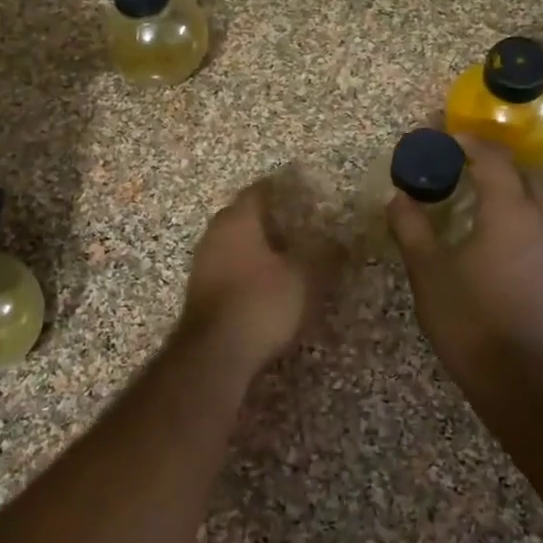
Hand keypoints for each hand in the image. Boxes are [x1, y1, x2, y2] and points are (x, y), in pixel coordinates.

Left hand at [178, 178, 329, 372]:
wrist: (215, 353)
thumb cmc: (261, 302)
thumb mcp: (304, 276)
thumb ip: (324, 253)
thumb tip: (341, 239)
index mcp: (239, 220)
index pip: (259, 191)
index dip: (282, 189)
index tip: (303, 191)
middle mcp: (215, 233)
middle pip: (243, 215)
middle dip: (269, 218)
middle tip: (299, 224)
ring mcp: (203, 263)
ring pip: (234, 242)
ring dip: (257, 245)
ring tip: (286, 254)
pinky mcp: (201, 291)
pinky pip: (228, 267)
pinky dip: (247, 268)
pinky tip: (266, 282)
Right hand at [388, 137, 542, 388]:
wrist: (521, 376)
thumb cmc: (468, 316)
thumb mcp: (428, 271)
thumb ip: (411, 228)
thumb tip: (397, 197)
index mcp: (509, 211)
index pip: (493, 160)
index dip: (471, 144)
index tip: (449, 139)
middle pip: (523, 176)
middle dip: (496, 167)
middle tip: (465, 169)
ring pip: (541, 204)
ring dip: (514, 194)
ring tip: (485, 204)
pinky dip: (527, 223)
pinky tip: (507, 243)